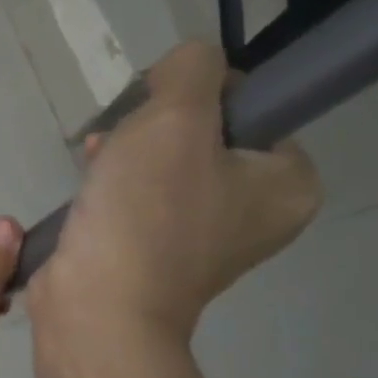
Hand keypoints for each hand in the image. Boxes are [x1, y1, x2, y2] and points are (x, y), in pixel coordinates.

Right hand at [29, 44, 319, 341]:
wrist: (96, 310)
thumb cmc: (146, 214)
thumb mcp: (175, 117)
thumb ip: (193, 68)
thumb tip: (186, 69)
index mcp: (288, 184)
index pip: (251, 104)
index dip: (198, 93)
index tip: (159, 111)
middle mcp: (257, 211)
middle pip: (205, 131)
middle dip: (154, 125)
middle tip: (126, 140)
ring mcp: (206, 235)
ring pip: (167, 160)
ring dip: (128, 149)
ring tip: (98, 159)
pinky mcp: (159, 250)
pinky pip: (144, 194)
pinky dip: (115, 181)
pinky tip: (89, 180)